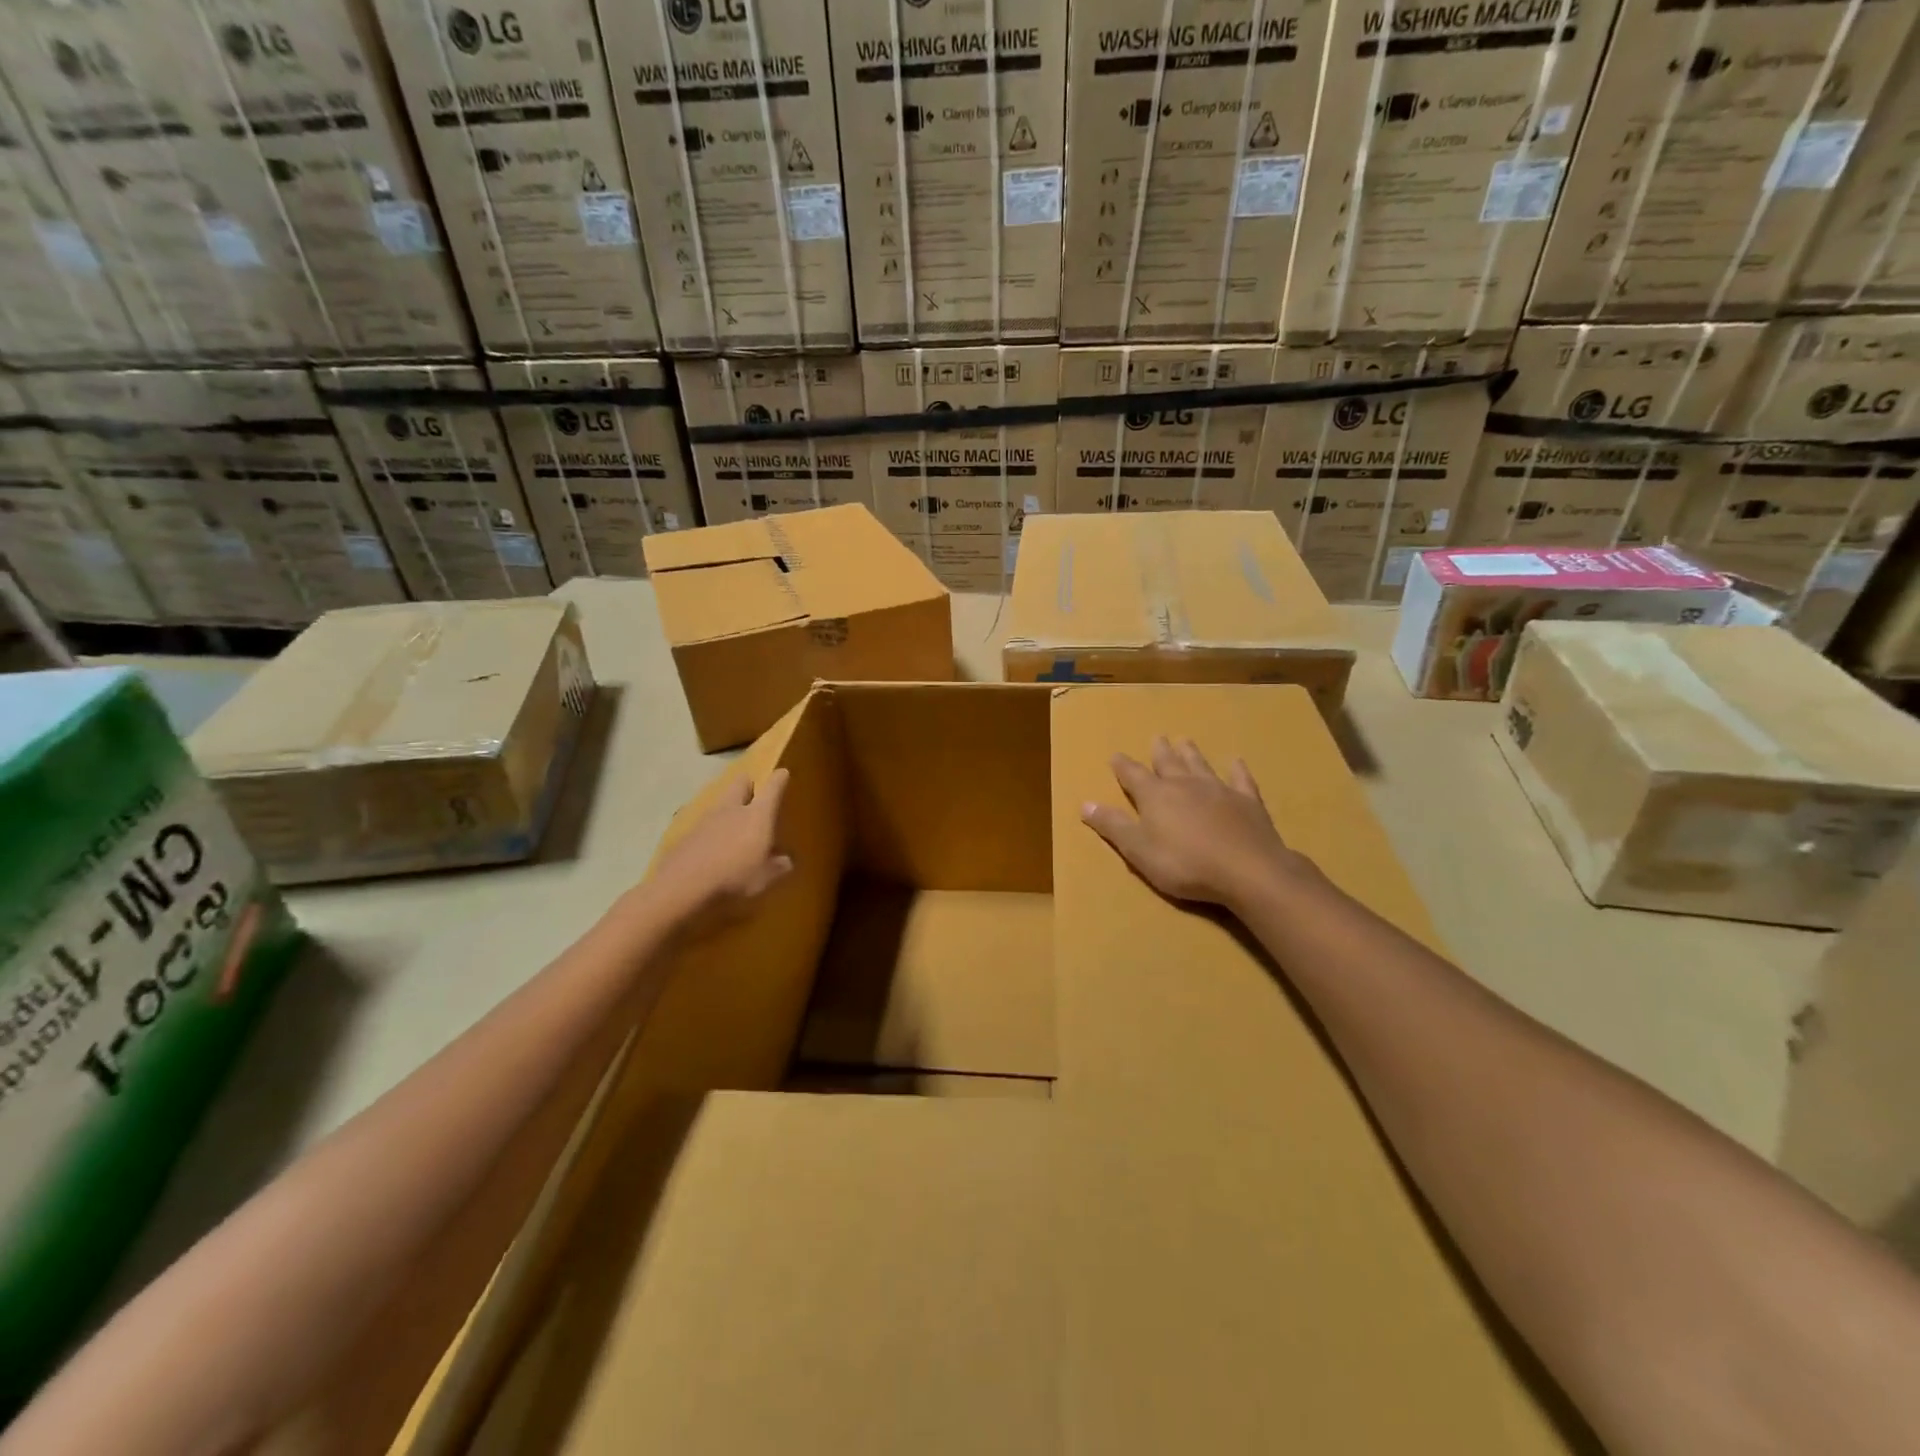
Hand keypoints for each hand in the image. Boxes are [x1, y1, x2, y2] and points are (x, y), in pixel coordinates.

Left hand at [643, 768, 793, 940]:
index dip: (779, 779)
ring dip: (729, 808)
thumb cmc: (733, 877)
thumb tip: (787, 861)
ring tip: (734, 827)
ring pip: (721, 802)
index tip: (783, 773)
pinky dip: (712, 830)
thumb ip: (778, 867)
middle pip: (740, 783)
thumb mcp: (764, 878)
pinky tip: (713, 848)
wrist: (682, 886)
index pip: (772, 788)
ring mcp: (706, 818)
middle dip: (749, 785)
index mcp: (756, 815)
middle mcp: (732, 809)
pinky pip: (705, 823)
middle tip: (755, 796)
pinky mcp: (687, 833)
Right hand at [1081, 739, 1301, 909]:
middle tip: (1157, 737)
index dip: (1123, 766)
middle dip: (1159, 751)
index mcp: (1155, 796)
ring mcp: (1218, 790)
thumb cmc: (1184, 864)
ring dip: (1190, 753)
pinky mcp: (1247, 802)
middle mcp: (1184, 785)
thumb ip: (1113, 826)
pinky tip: (1236, 761)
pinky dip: (1236, 769)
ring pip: (1200, 765)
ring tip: (1184, 740)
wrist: (1247, 870)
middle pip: (1168, 763)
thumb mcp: (1138, 850)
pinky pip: (1240, 779)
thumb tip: (1085, 803)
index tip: (1115, 755)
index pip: (1133, 776)